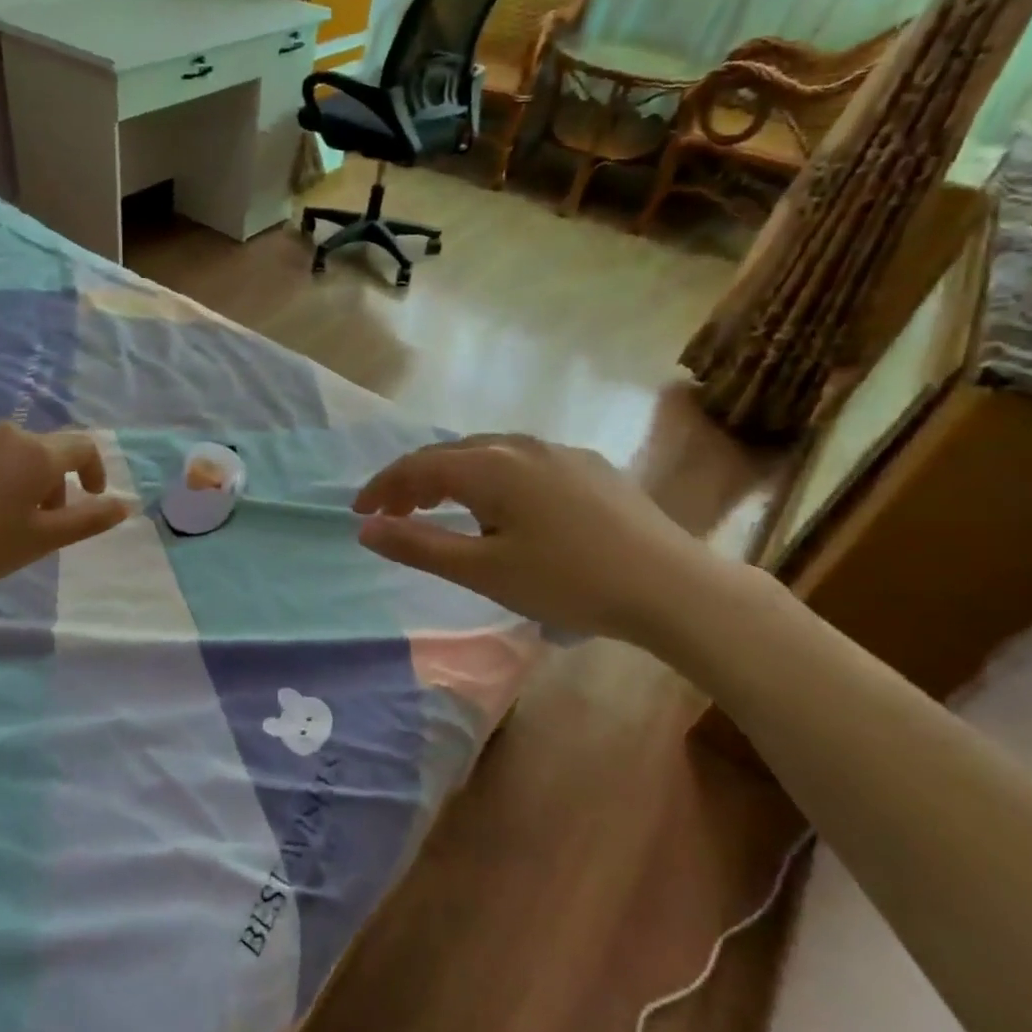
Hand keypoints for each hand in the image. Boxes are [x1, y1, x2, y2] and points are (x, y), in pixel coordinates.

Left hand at [0, 423, 131, 612]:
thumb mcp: (41, 542)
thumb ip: (88, 520)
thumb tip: (124, 504)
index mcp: (35, 454)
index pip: (81, 447)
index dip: (93, 470)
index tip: (88, 496)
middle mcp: (0, 431)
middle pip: (37, 450)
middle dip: (44, 481)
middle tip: (30, 521)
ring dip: (4, 474)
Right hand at [352, 434, 726, 646]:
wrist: (672, 586)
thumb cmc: (568, 582)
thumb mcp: (484, 571)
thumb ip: (420, 546)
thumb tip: (367, 528)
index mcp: (490, 466)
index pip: (418, 466)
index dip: (382, 487)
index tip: (360, 512)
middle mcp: (520, 445)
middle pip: (450, 454)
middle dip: (415, 481)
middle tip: (396, 513)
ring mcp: (559, 451)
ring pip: (488, 454)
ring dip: (453, 477)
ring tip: (442, 508)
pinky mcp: (588, 465)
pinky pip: (522, 461)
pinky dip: (492, 478)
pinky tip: (504, 507)